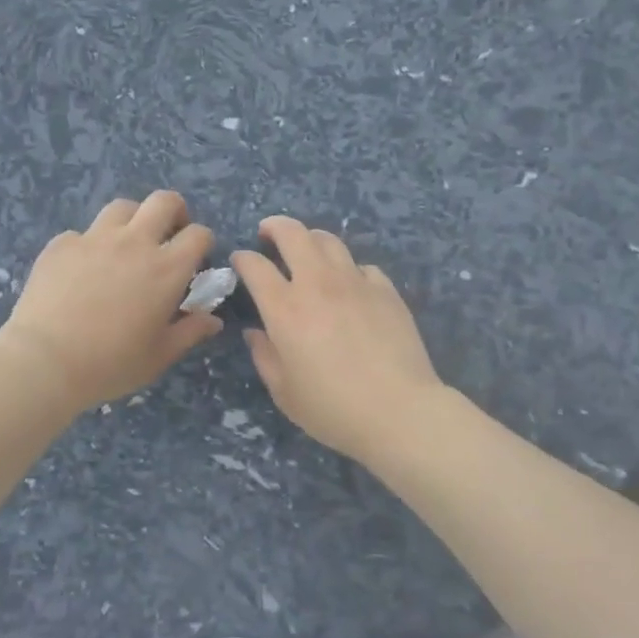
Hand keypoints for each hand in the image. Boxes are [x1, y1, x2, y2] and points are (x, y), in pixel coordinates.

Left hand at [0, 192, 221, 411]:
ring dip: (132, 220)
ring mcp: (95, 238)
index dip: (202, 242)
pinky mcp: (62, 244)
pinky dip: (89, 245)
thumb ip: (190, 332)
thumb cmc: (111, 363)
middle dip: (174, 211)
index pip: (198, 234)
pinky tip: (81, 269)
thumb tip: (213, 319)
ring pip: (122, 207)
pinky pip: (82, 233)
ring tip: (126, 244)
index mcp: (167, 268)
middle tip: (169, 233)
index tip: (195, 258)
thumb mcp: (159, 356)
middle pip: (164, 201)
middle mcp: (135, 242)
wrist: (45, 361)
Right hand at [231, 217, 445, 462]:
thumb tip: (255, 333)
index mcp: (285, 309)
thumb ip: (264, 356)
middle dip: (275, 226)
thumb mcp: (284, 392)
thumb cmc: (333, 409)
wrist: (399, 411)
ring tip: (307, 249)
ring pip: (329, 240)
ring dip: (311, 239)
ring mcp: (355, 282)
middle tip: (268, 233)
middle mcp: (317, 284)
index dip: (242, 259)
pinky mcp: (386, 290)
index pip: (255, 266)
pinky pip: (362, 266)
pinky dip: (349, 269)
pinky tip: (350, 285)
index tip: (239, 261)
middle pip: (293, 234)